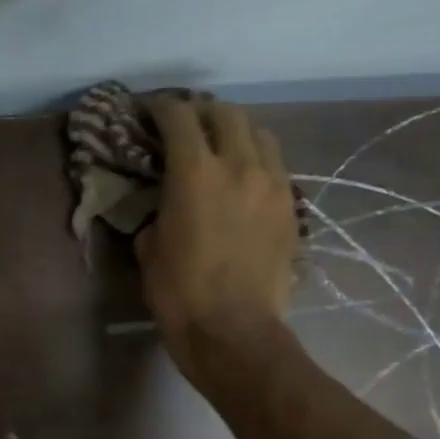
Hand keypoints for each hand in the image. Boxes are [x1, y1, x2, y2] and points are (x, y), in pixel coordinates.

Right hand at [136, 95, 298, 384]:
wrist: (234, 332)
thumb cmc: (179, 292)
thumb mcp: (149, 247)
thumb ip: (158, 210)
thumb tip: (166, 202)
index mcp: (195, 172)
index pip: (179, 116)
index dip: (161, 107)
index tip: (149, 111)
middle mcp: (239, 166)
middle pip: (226, 113)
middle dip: (202, 111)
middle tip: (185, 124)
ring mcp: (273, 185)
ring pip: (260, 134)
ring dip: (236, 131)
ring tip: (220, 146)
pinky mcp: (290, 208)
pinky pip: (275, 166)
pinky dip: (256, 160)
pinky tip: (242, 179)